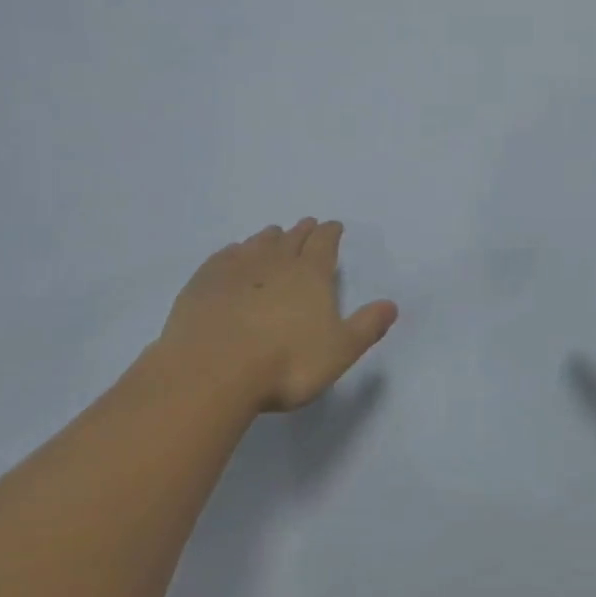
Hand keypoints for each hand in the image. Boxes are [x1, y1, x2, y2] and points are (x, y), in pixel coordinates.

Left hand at [155, 219, 397, 414]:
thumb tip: (391, 304)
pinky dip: (234, 252)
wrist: (212, 371)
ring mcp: (237, 269)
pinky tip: (233, 255)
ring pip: (258, 243)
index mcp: (311, 274)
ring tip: (274, 236)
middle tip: (308, 225)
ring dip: (270, 237)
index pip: (325, 242)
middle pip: (293, 237)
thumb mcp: (340, 351)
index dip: (331, 232)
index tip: (334, 226)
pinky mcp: (204, 282)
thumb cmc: (286, 363)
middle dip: (303, 230)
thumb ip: (367, 326)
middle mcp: (275, 262)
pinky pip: (224, 256)